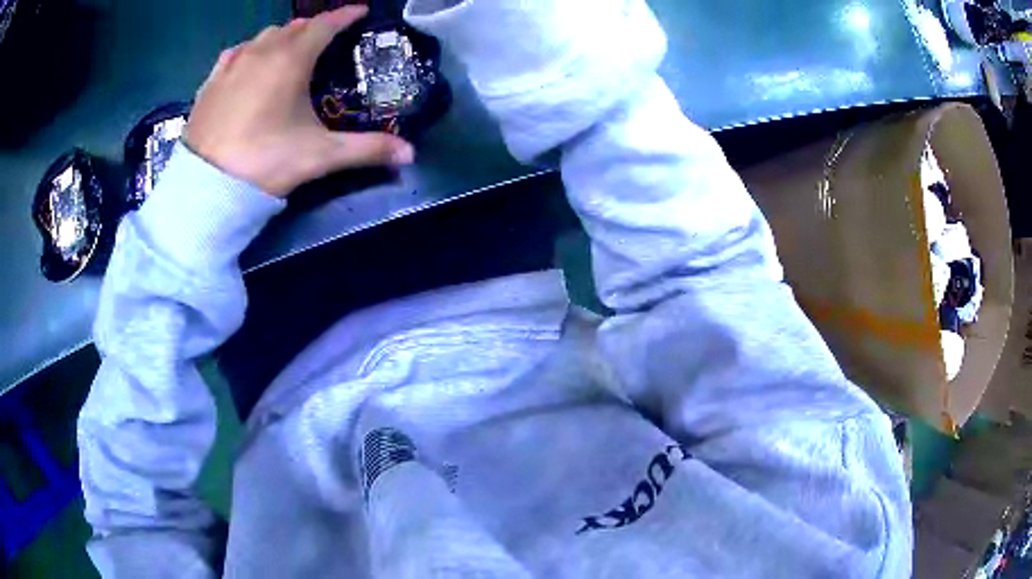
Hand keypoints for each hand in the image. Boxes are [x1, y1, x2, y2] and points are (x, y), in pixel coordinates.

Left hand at [185, 6, 413, 196]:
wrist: (205, 188)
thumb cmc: (265, 163)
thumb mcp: (320, 156)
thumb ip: (368, 149)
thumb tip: (411, 154)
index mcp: (291, 60)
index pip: (326, 24)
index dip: (346, 15)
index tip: (361, 12)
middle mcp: (260, 52)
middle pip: (294, 27)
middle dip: (314, 27)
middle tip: (327, 37)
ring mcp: (231, 65)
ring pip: (263, 37)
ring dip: (282, 37)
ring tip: (290, 49)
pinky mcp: (210, 83)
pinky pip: (235, 53)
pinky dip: (249, 51)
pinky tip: (249, 62)